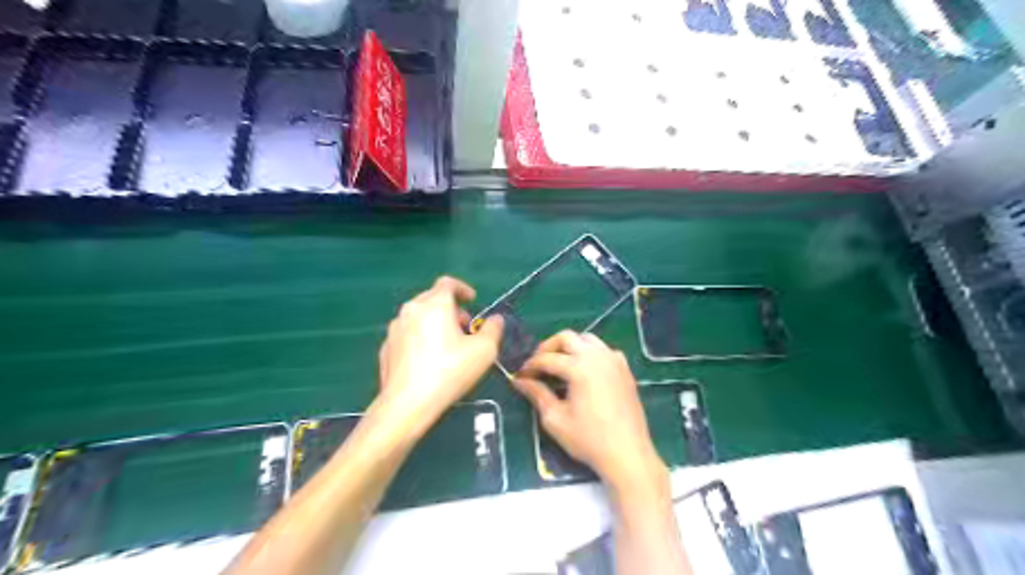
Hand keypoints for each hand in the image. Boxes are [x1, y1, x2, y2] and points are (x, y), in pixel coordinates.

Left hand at [375, 275, 503, 435]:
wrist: (407, 403)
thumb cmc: (450, 371)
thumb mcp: (485, 350)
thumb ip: (494, 329)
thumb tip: (495, 319)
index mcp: (435, 304)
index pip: (447, 283)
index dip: (462, 289)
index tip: (472, 301)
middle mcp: (411, 310)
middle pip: (432, 299)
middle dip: (451, 309)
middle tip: (464, 328)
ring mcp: (394, 329)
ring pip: (418, 317)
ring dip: (434, 323)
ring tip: (447, 346)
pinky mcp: (386, 348)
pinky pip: (407, 335)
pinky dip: (419, 339)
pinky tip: (428, 361)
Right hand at [512, 333, 664, 488]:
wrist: (627, 454)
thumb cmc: (588, 439)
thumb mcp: (555, 419)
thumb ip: (537, 394)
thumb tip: (519, 381)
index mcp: (579, 367)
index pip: (547, 358)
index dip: (530, 366)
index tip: (520, 376)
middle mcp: (597, 356)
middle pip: (567, 337)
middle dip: (548, 347)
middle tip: (537, 364)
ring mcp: (614, 360)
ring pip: (587, 339)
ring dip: (570, 346)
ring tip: (559, 364)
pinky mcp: (624, 369)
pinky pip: (604, 350)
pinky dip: (590, 353)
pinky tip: (585, 370)